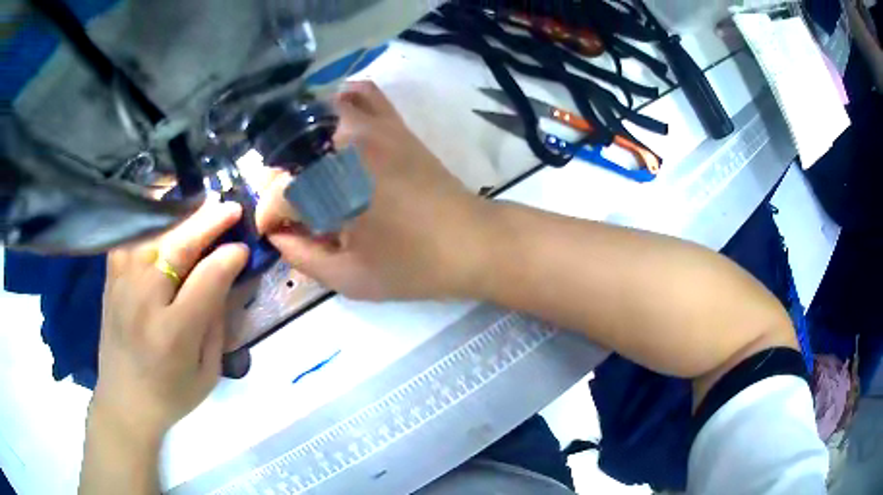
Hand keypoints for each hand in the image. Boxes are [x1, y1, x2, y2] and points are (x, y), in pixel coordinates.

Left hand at [92, 201, 248, 440]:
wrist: (124, 402)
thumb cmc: (171, 395)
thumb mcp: (207, 372)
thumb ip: (215, 323)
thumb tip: (224, 277)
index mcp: (173, 333)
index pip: (206, 279)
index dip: (228, 258)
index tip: (243, 249)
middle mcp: (144, 301)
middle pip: (177, 247)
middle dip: (208, 223)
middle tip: (231, 208)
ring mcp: (122, 285)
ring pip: (152, 235)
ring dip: (180, 218)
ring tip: (201, 208)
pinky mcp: (111, 279)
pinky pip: (130, 239)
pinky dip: (149, 224)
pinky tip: (164, 220)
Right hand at [256, 81, 495, 300]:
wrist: (472, 242)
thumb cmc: (413, 267)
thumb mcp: (350, 279)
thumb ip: (302, 258)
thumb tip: (277, 235)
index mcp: (333, 189)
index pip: (277, 195)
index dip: (270, 218)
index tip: (275, 233)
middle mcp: (346, 146)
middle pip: (288, 151)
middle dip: (279, 183)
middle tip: (292, 208)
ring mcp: (373, 127)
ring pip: (316, 114)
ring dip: (301, 142)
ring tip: (308, 172)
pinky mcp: (394, 123)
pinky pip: (360, 94)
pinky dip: (340, 104)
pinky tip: (337, 129)